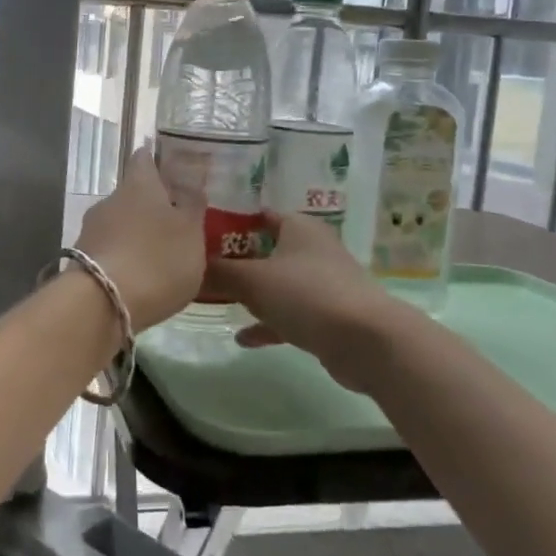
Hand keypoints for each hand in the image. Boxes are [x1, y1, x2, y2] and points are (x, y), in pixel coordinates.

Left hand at [74, 147, 205, 331]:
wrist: (102, 304)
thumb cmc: (157, 259)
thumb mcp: (191, 232)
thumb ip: (192, 205)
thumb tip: (190, 178)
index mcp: (139, 184)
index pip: (144, 158)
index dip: (158, 160)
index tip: (172, 168)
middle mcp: (110, 199)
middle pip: (133, 194)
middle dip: (151, 205)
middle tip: (176, 222)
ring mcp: (91, 229)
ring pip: (120, 223)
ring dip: (137, 233)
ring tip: (161, 256)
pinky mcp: (83, 259)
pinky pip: (110, 249)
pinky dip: (125, 257)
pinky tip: (140, 277)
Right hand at [206, 212, 421, 391]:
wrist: (367, 341)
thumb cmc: (306, 295)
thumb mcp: (252, 281)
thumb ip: (218, 273)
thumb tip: (189, 266)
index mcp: (299, 228)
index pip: (261, 214)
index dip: (233, 221)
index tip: (203, 232)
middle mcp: (313, 249)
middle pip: (269, 249)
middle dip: (240, 259)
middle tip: (205, 268)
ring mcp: (324, 284)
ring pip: (280, 283)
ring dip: (254, 293)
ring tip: (221, 301)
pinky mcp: (330, 316)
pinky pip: (291, 314)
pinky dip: (269, 323)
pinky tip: (244, 339)